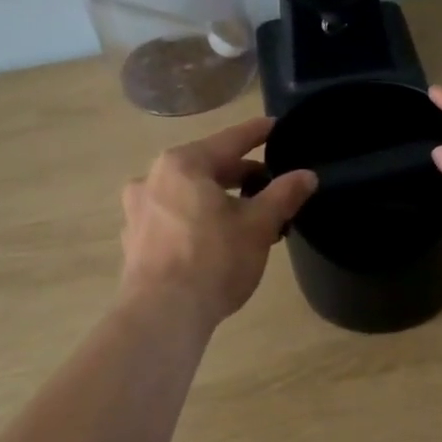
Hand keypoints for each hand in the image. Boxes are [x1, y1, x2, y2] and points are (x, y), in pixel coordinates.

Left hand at [118, 116, 316, 327]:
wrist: (163, 315)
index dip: (257, 133)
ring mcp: (138, 211)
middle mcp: (153, 178)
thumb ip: (283, 195)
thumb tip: (307, 176)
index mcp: (183, 164)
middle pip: (206, 167)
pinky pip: (173, 218)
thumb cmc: (214, 260)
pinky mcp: (134, 241)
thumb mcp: (258, 226)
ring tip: (247, 216)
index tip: (276, 126)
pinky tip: (214, 239)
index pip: (230, 141)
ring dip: (218, 199)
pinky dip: (196, 220)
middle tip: (270, 183)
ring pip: (188, 194)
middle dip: (240, 175)